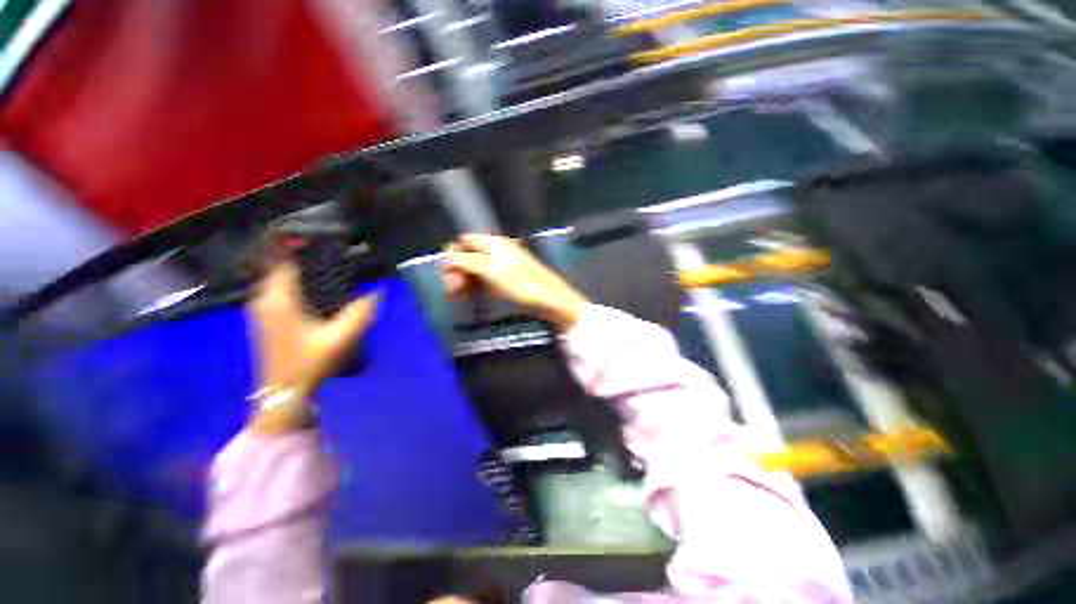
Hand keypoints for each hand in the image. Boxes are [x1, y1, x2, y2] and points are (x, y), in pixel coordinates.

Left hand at [247, 256, 378, 432]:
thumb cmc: (310, 366)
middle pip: (284, 266)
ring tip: (334, 264)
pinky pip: (285, 291)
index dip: (304, 244)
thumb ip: (362, 311)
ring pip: (284, 279)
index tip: (328, 234)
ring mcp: (264, 311)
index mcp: (278, 299)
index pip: (285, 258)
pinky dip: (302, 284)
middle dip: (307, 255)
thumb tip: (379, 289)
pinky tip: (323, 289)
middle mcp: (265, 299)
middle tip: (339, 249)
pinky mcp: (270, 321)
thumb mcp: (341, 338)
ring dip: (305, 270)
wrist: (284, 398)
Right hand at [443, 234, 586, 330]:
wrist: (549, 299)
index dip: (452, 254)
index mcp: (493, 243)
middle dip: (457, 271)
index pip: (464, 241)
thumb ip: (466, 261)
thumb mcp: (491, 270)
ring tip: (458, 296)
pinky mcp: (504, 280)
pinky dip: (473, 287)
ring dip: (463, 281)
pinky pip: (484, 280)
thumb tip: (446, 259)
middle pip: (468, 256)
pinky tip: (468, 297)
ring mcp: (501, 266)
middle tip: (452, 290)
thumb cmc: (521, 283)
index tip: (447, 274)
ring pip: (475, 270)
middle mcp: (496, 251)